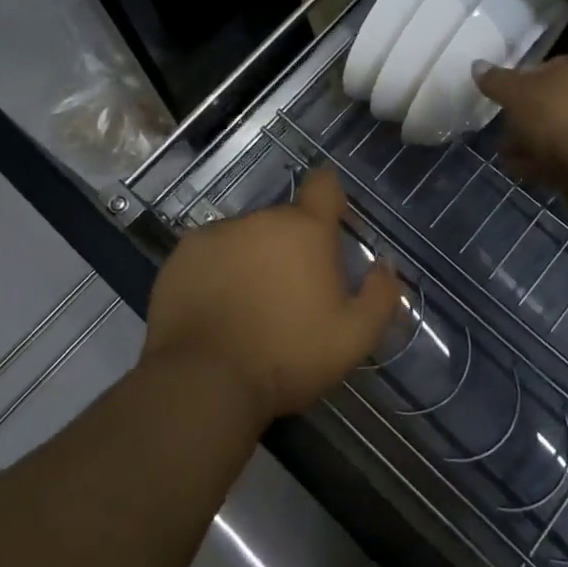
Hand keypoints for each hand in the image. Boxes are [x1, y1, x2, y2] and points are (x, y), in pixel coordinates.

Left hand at [141, 169, 402, 427]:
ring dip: (253, 259)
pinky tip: (215, 309)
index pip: (324, 185)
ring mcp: (217, 233)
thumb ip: (380, 296)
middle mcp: (261, 219)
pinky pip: (211, 253)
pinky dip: (217, 272)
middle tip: (290, 295)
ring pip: (246, 237)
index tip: (330, 227)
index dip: (330, 199)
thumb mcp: (354, 338)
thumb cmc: (287, 357)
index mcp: (306, 229)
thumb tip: (384, 266)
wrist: (204, 382)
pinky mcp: (183, 255)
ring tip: (248, 308)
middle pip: (284, 221)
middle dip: (291, 248)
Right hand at [474, 54, 567, 188]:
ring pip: (552, 132)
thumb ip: (496, 81)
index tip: (499, 101)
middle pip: (546, 103)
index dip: (516, 83)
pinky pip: (561, 156)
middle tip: (500, 134)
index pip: (542, 68)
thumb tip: (477, 65)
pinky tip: (521, 171)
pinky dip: (540, 162)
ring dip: (527, 143)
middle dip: (519, 119)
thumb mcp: (517, 94)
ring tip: (505, 156)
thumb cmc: (557, 118)